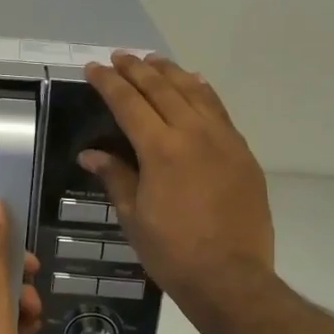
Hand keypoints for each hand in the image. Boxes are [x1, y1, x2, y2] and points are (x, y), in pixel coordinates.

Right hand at [81, 54, 275, 320]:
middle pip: (162, 89)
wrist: (231, 277)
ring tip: (154, 60)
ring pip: (195, 92)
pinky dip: (203, 92)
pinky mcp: (243, 153)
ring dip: (171, 73)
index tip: (94, 67)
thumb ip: (115, 177)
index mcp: (161, 149)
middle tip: (120, 56)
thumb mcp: (134, 217)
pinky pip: (220, 110)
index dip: (109, 83)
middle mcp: (194, 134)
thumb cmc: (172, 252)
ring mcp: (224, 140)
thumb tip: (91, 153)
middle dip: (137, 69)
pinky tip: (196, 84)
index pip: (129, 103)